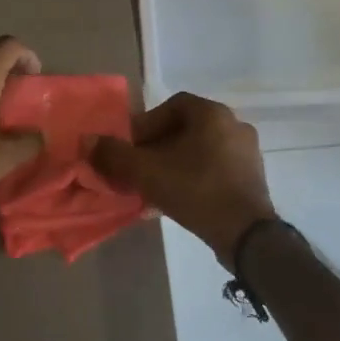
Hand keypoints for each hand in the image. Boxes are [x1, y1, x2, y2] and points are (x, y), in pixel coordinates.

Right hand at [90, 93, 276, 268]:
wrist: (246, 234)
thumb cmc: (196, 190)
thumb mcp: (147, 171)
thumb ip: (115, 154)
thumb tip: (87, 141)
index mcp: (212, 114)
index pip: (172, 106)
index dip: (146, 125)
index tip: (131, 148)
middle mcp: (234, 125)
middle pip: (185, 129)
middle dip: (157, 147)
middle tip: (139, 168)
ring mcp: (247, 153)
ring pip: (199, 151)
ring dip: (174, 164)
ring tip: (154, 186)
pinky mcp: (252, 178)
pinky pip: (215, 169)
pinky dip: (193, 177)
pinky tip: (177, 199)